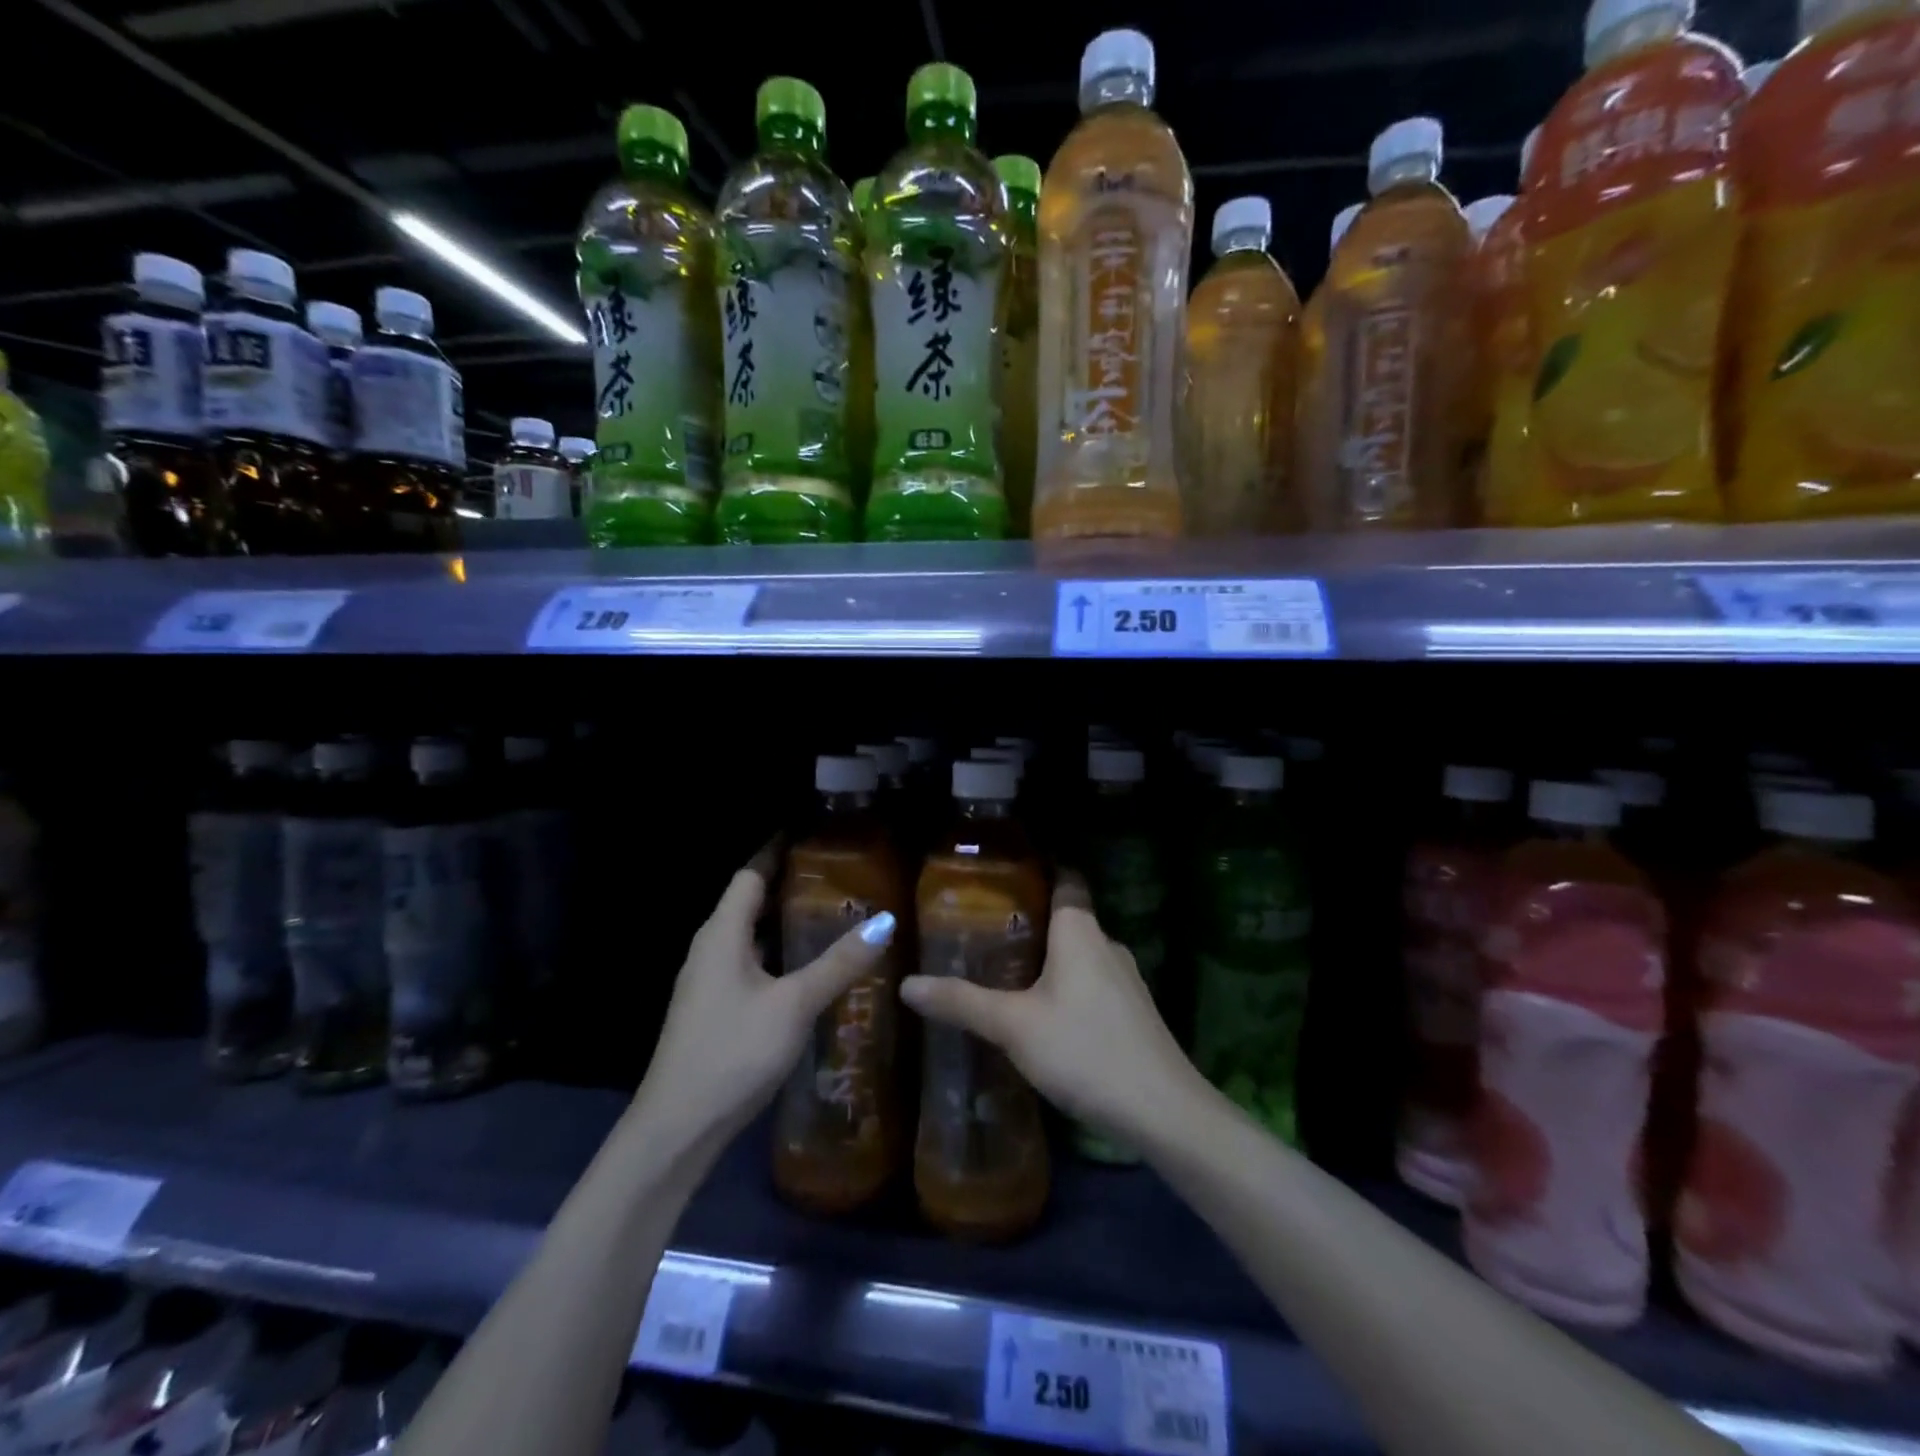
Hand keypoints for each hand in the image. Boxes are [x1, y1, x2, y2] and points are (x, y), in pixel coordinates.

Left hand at [634, 845, 896, 1151]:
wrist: (676, 1129)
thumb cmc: (733, 1052)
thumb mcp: (794, 1004)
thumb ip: (839, 962)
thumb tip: (885, 920)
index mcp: (722, 934)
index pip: (750, 874)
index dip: (778, 851)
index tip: (813, 836)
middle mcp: (710, 949)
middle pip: (748, 902)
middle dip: (787, 886)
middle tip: (837, 877)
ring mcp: (708, 982)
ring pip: (750, 937)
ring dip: (783, 924)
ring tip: (831, 917)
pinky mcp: (713, 1010)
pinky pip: (748, 965)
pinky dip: (777, 956)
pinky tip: (807, 970)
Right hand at [899, 876, 1203, 1149]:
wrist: (1162, 1112)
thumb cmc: (1084, 1050)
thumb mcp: (1013, 1026)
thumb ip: (961, 1002)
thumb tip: (906, 983)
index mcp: (1080, 931)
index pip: (1066, 879)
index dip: (1040, 870)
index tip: (1003, 874)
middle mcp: (1107, 944)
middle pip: (1068, 917)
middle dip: (1030, 921)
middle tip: (984, 930)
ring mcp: (1126, 980)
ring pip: (1080, 954)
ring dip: (1048, 958)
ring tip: (1005, 971)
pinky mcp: (1133, 1013)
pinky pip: (1092, 983)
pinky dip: (1066, 986)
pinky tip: (1042, 1013)